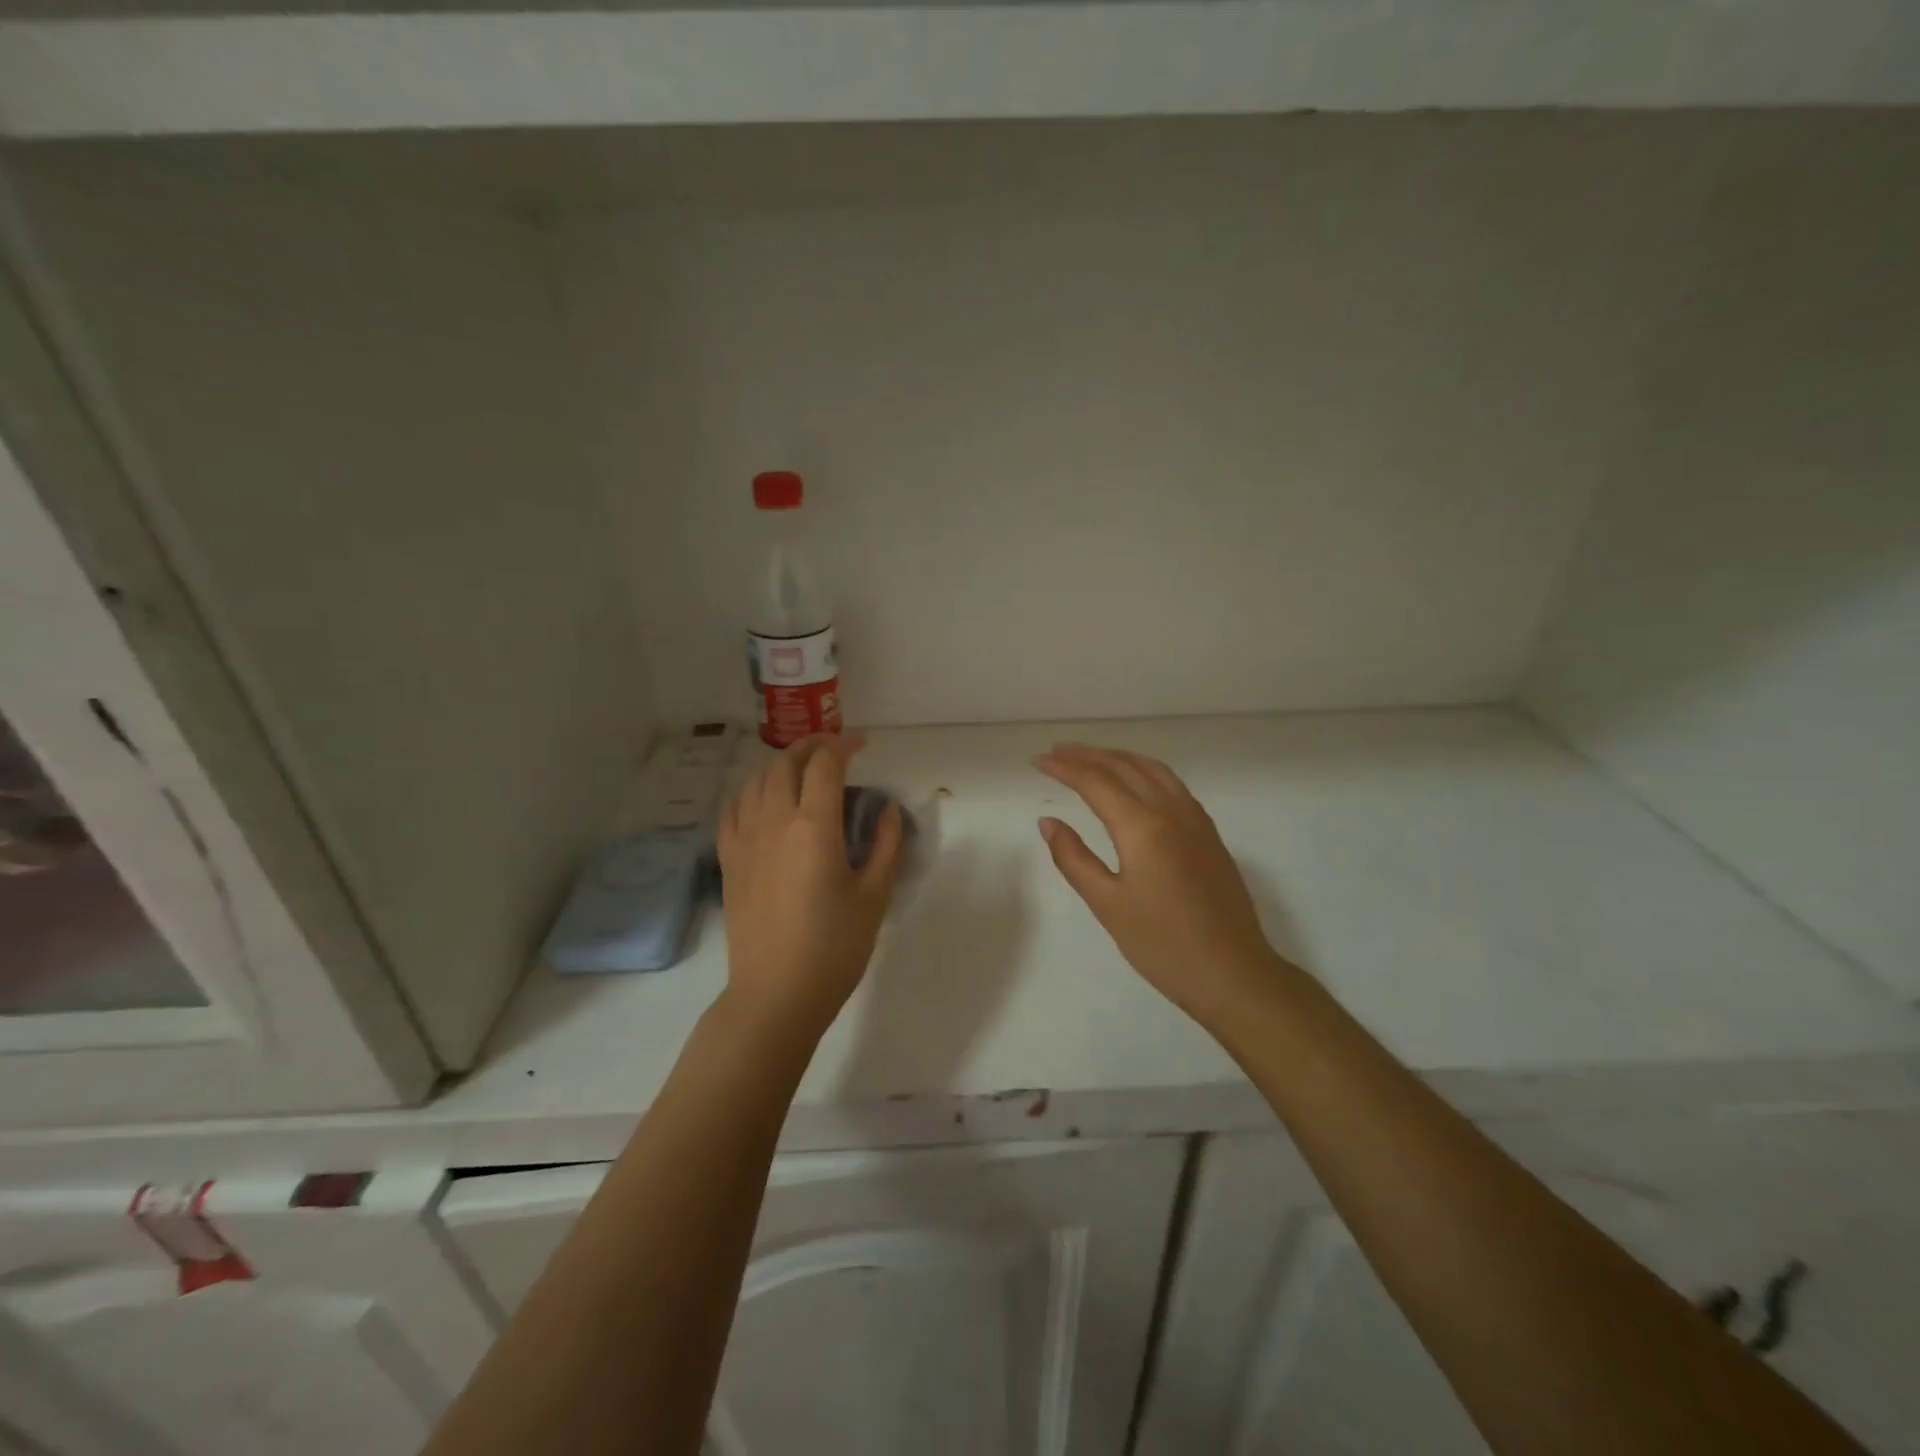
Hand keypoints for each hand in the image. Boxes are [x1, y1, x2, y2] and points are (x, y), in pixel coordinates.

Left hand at [717, 734, 903, 1039]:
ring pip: (755, 780)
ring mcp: (744, 840)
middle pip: (786, 763)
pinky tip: (763, 798)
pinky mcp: (728, 860)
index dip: (844, 746)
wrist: (775, 994)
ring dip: (781, 764)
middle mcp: (773, 821)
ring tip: (802, 769)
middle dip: (812, 746)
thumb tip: (888, 809)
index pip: (825, 765)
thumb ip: (886, 845)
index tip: (862, 745)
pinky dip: (751, 790)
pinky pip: (733, 808)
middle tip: (835, 751)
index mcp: (813, 826)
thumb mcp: (874, 896)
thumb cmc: (834, 948)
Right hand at [1036, 743, 1286, 1025]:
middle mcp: (1171, 811)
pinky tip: (1137, 781)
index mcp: (1142, 827)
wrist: (1233, 973)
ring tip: (1091, 757)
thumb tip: (1048, 822)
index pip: (1096, 782)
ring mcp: (1195, 820)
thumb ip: (1074, 858)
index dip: (1064, 767)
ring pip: (1152, 769)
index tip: (1038, 760)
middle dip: (1087, 755)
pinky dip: (1145, 770)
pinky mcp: (1209, 833)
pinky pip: (1172, 784)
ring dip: (1118, 757)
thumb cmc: (1162, 945)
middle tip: (1056, 751)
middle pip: (1124, 767)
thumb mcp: (1107, 904)